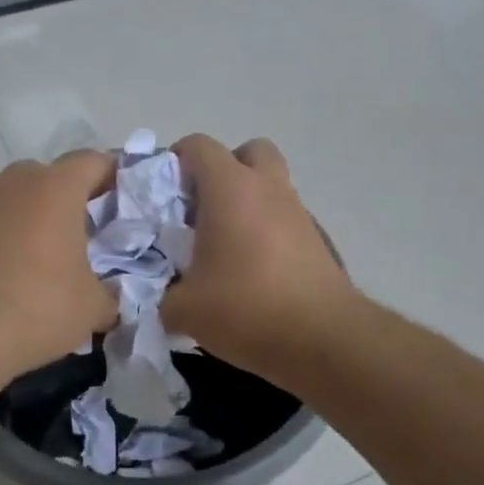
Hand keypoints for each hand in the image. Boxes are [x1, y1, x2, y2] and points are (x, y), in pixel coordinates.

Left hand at [0, 151, 118, 388]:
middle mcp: (15, 183)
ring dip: (42, 219)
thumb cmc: (35, 308)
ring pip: (23, 199)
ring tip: (58, 258)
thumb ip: (111, 294)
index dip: (118, 177)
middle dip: (78, 199)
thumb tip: (110, 299)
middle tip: (96, 234)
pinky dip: (15, 237)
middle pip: (56, 177)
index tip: (131, 203)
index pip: (95, 161)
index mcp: (55, 187)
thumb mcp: (93, 308)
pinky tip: (22, 275)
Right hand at [164, 134, 357, 387]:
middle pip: (248, 152)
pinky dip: (266, 230)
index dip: (176, 161)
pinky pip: (284, 219)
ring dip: (247, 202)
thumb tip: (161, 297)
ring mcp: (297, 212)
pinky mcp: (316, 240)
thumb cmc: (246, 307)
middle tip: (203, 208)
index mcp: (231, 188)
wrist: (322, 338)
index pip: (199, 146)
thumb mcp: (184, 309)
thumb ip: (162, 295)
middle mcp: (268, 188)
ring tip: (224, 246)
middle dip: (224, 171)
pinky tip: (251, 270)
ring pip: (270, 186)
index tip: (162, 194)